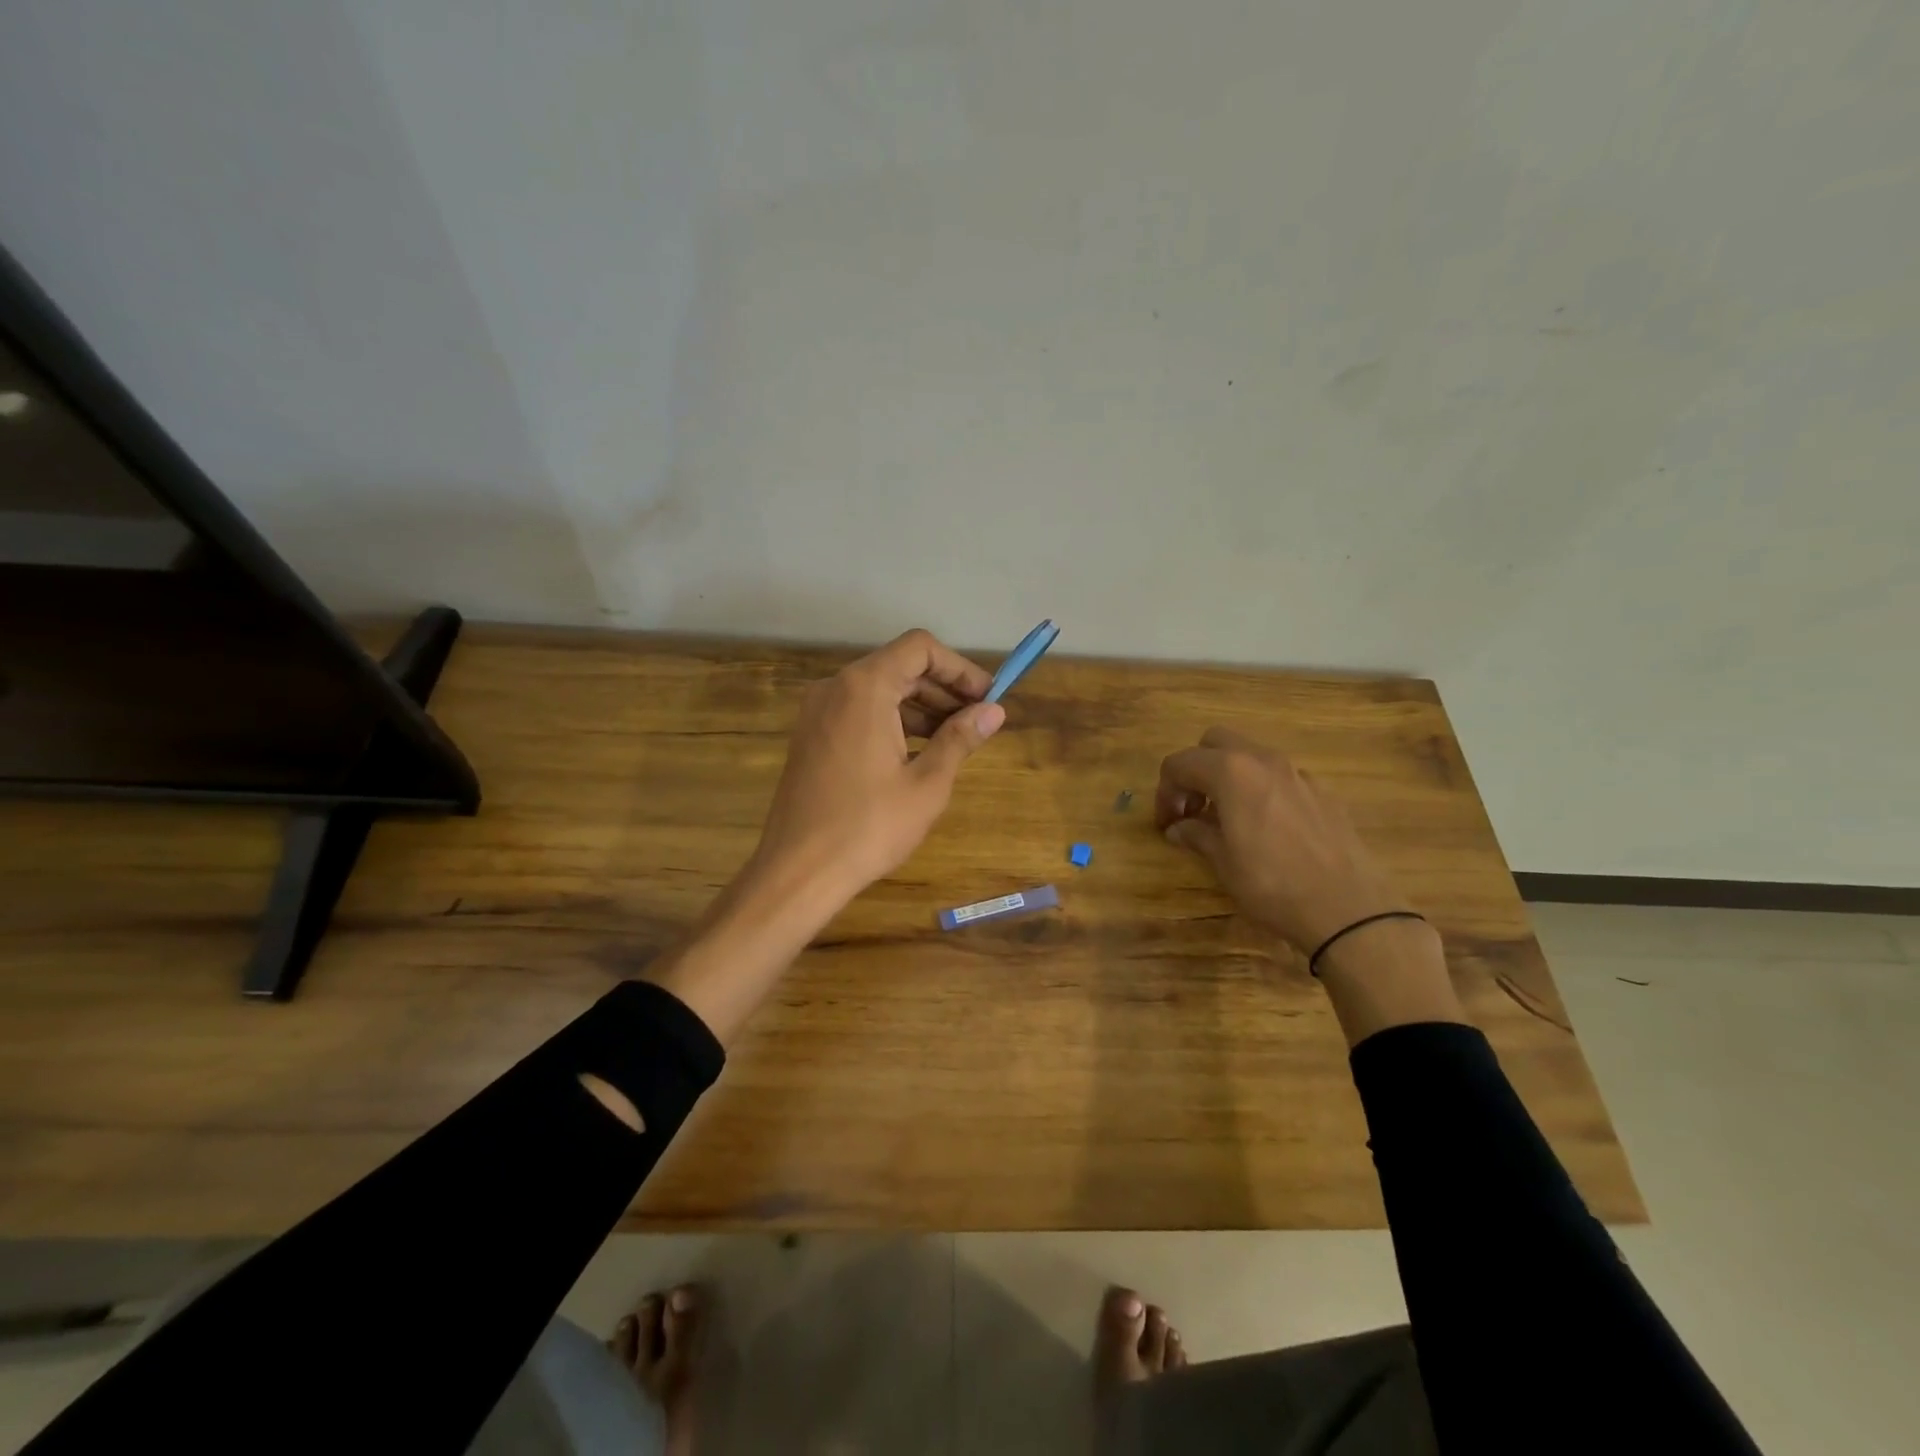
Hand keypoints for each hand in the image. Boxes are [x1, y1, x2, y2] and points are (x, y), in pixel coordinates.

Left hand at [749, 628, 1004, 906]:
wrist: (799, 871)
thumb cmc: (869, 826)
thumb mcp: (927, 783)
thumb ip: (960, 738)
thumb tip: (994, 712)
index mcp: (865, 688)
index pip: (920, 648)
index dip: (960, 668)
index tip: (988, 698)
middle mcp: (836, 688)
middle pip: (899, 666)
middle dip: (943, 689)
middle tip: (978, 721)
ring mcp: (818, 712)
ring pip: (879, 690)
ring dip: (920, 707)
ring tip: (955, 740)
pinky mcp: (811, 736)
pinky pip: (859, 712)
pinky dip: (893, 721)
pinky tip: (917, 753)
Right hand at [1155, 727, 1410, 952]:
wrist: (1348, 909)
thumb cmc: (1272, 884)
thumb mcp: (1223, 863)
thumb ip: (1197, 835)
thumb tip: (1180, 828)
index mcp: (1231, 772)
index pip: (1180, 763)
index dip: (1165, 791)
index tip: (1166, 823)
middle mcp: (1264, 761)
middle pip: (1215, 742)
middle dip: (1196, 769)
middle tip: (1193, 808)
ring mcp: (1298, 774)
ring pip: (1251, 756)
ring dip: (1229, 777)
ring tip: (1227, 819)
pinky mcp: (1324, 793)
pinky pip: (1280, 777)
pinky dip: (1261, 790)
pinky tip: (1267, 829)